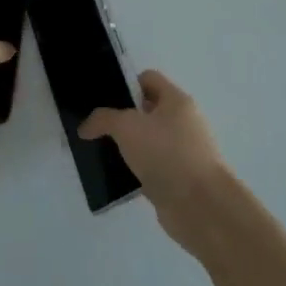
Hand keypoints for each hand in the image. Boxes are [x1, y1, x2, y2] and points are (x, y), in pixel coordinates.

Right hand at [79, 71, 229, 246]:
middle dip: (120, 118)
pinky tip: (114, 177)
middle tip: (95, 127)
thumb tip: (85, 127)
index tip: (101, 99)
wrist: (200, 205)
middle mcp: (182, 123)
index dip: (124, 84)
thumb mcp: (127, 126)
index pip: (148, 79)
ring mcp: (181, 153)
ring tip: (98, 152)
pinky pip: (149, 169)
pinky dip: (133, 172)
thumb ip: (103, 119)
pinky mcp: (176, 179)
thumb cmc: (166, 153)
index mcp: (176, 101)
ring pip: (146, 142)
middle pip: (146, 111)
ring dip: (125, 147)